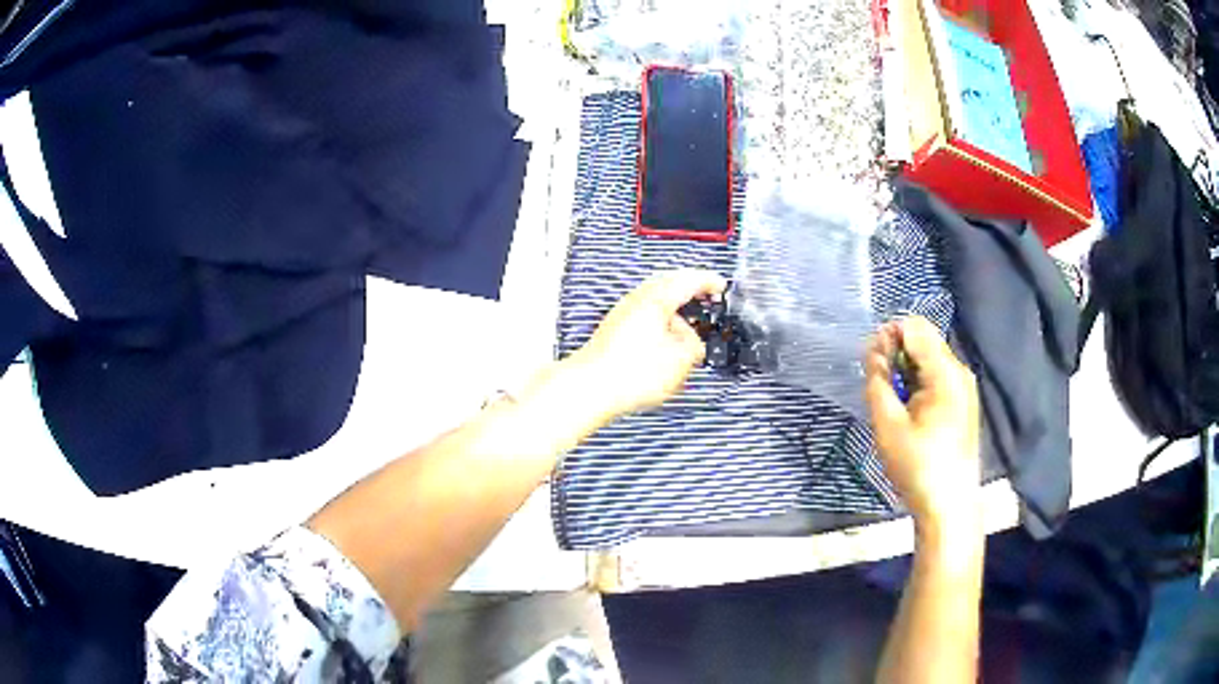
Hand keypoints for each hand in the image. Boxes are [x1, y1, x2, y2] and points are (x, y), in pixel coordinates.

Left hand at [568, 269, 726, 419]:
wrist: (590, 387)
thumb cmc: (630, 373)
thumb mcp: (680, 360)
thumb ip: (694, 345)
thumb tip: (693, 341)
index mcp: (656, 299)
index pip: (688, 280)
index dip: (708, 282)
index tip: (720, 286)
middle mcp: (637, 300)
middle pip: (668, 285)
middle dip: (690, 292)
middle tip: (707, 300)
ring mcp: (622, 313)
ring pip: (654, 302)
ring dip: (674, 310)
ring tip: (688, 330)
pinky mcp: (613, 330)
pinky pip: (644, 317)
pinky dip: (660, 323)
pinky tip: (665, 343)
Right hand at [864, 317, 980, 528]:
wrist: (950, 506)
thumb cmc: (918, 467)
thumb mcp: (888, 425)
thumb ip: (878, 380)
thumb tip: (873, 347)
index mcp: (945, 372)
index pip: (914, 327)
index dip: (888, 337)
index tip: (872, 367)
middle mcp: (960, 371)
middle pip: (924, 341)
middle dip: (897, 355)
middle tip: (880, 388)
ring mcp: (965, 387)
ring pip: (930, 360)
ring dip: (907, 372)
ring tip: (894, 405)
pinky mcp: (964, 403)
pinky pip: (938, 378)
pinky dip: (919, 385)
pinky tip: (911, 414)